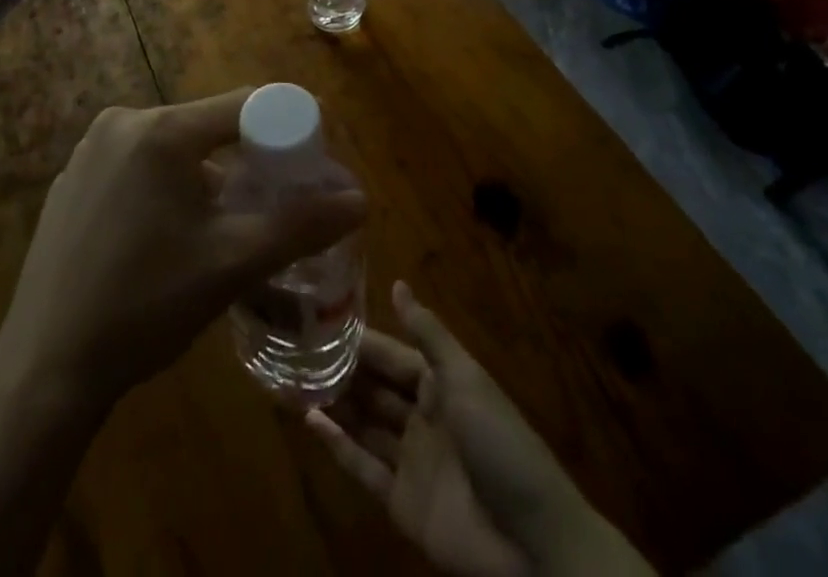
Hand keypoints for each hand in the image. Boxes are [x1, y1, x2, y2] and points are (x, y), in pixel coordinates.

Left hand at [0, 88, 366, 410]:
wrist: (45, 368)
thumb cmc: (145, 306)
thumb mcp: (231, 264)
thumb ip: (299, 225)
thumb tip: (360, 198)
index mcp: (161, 130)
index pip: (246, 104)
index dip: (287, 127)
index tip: (312, 162)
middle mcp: (122, 123)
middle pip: (208, 126)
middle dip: (248, 160)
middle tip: (272, 206)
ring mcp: (90, 150)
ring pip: (174, 148)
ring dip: (207, 178)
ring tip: (224, 230)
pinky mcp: (72, 180)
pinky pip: (137, 167)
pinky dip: (166, 188)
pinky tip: (167, 239)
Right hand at [307, 283, 652, 576]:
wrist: (535, 544)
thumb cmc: (501, 444)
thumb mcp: (465, 378)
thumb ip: (427, 333)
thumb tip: (397, 282)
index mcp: (440, 384)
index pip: (391, 355)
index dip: (359, 340)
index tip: (318, 319)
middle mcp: (422, 417)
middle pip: (374, 388)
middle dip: (340, 370)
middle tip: (295, 349)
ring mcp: (411, 462)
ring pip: (364, 424)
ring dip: (333, 403)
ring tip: (292, 379)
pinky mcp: (402, 504)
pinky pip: (363, 469)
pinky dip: (337, 446)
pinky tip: (309, 422)